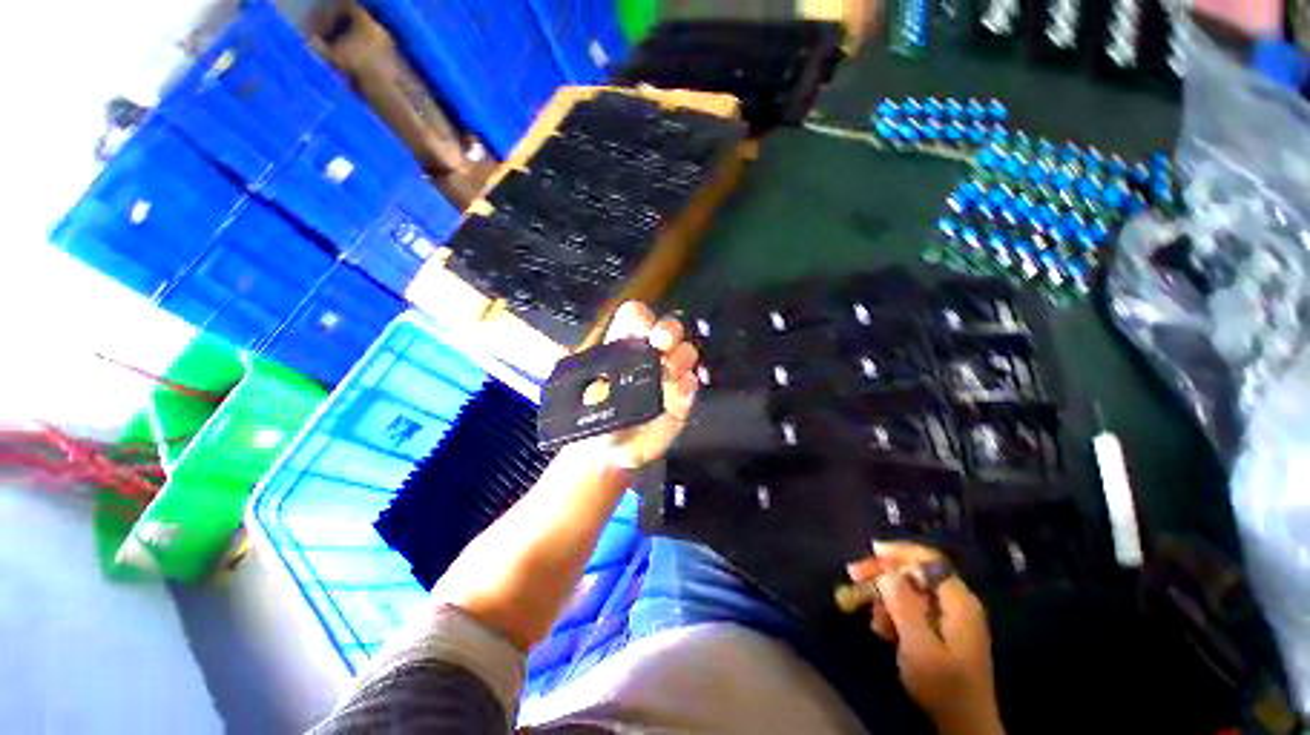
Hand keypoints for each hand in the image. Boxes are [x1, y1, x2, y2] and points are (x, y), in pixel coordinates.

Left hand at [585, 301, 698, 469]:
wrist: (610, 455)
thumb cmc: (594, 419)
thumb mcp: (583, 401)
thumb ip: (588, 388)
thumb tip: (584, 372)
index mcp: (622, 346)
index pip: (635, 318)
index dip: (641, 317)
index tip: (643, 326)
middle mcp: (649, 356)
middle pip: (668, 328)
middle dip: (669, 330)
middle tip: (661, 342)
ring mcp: (668, 376)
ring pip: (685, 352)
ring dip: (679, 358)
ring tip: (666, 373)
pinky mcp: (681, 400)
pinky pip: (691, 384)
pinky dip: (686, 386)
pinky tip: (674, 395)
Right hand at [847, 541, 1003, 734]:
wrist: (964, 716)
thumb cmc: (942, 683)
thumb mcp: (918, 648)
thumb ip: (905, 610)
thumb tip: (888, 574)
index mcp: (959, 601)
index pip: (930, 562)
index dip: (900, 554)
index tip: (870, 552)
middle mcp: (960, 603)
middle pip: (923, 577)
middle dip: (889, 577)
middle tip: (854, 580)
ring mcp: (955, 619)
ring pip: (919, 598)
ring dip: (892, 603)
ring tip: (873, 622)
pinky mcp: (947, 635)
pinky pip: (921, 615)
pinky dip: (901, 619)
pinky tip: (885, 632)